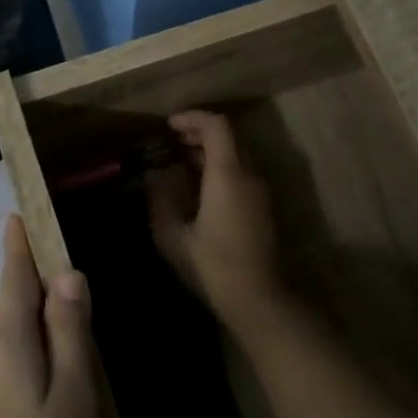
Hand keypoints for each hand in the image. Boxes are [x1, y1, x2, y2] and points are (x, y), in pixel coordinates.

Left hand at [0, 215, 98, 417]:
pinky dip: (25, 357)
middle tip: (83, 307)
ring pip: (8, 337)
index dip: (19, 244)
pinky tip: (48, 390)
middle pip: (12, 306)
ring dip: (37, 331)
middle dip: (41, 295)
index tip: (18, 212)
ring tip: (74, 358)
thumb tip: (68, 274)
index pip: (13, 277)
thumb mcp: (73, 396)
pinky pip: (0, 362)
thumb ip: (70, 332)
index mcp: (4, 341)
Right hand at [146, 111, 286, 326]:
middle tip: (171, 141)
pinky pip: (242, 172)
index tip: (168, 125)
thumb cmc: (211, 265)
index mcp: (228, 175)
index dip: (192, 118)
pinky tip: (198, 187)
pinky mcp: (263, 207)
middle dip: (199, 132)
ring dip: (210, 150)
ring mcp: (260, 191)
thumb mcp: (172, 234)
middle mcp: (249, 175)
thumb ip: (160, 198)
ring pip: (237, 154)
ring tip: (180, 162)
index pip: (216, 126)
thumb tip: (154, 174)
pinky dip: (220, 167)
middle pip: (229, 136)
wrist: (257, 299)